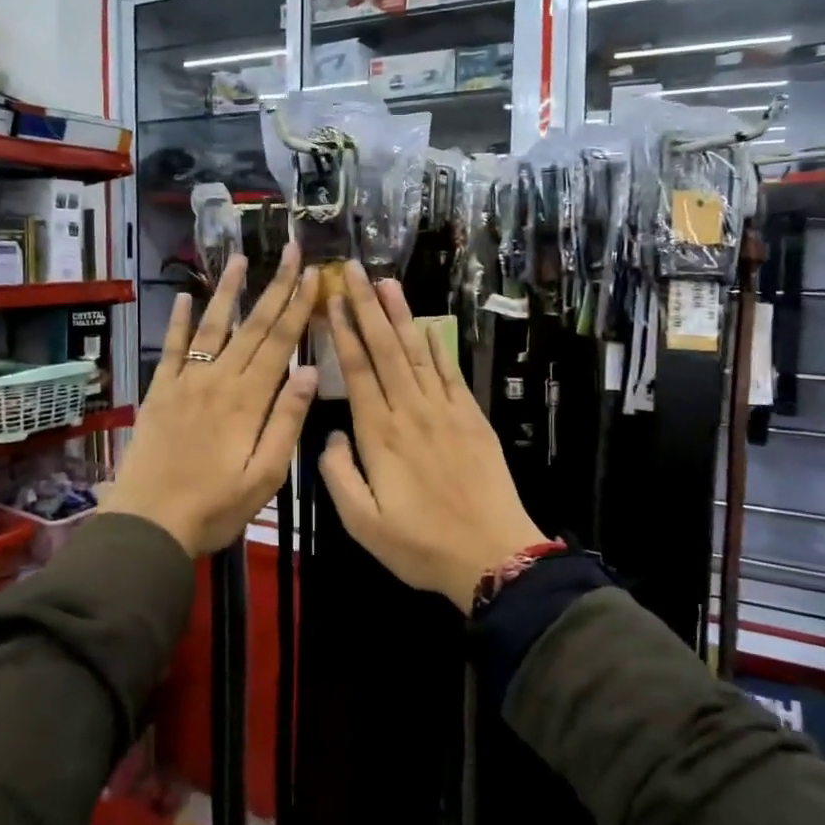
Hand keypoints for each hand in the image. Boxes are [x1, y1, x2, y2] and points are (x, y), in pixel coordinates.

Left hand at [105, 245, 319, 556]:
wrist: (149, 523)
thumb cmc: (215, 506)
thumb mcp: (266, 475)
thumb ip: (287, 421)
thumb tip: (311, 371)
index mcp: (248, 399)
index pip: (280, 342)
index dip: (299, 306)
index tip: (313, 274)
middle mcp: (219, 379)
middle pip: (253, 325)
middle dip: (275, 286)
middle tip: (290, 250)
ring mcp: (186, 381)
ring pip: (213, 326)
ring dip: (228, 291)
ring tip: (240, 258)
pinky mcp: (160, 391)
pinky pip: (172, 348)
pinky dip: (179, 321)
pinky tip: (186, 297)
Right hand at [317, 261, 547, 612]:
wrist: (493, 554)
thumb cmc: (421, 545)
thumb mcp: (362, 524)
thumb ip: (338, 475)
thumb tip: (331, 436)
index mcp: (380, 435)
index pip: (357, 371)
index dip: (344, 331)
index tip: (334, 298)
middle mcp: (411, 412)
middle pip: (385, 350)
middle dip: (367, 306)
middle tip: (354, 269)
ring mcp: (445, 411)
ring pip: (416, 352)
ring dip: (399, 315)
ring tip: (386, 281)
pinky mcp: (471, 418)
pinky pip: (448, 372)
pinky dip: (435, 345)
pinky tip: (424, 325)